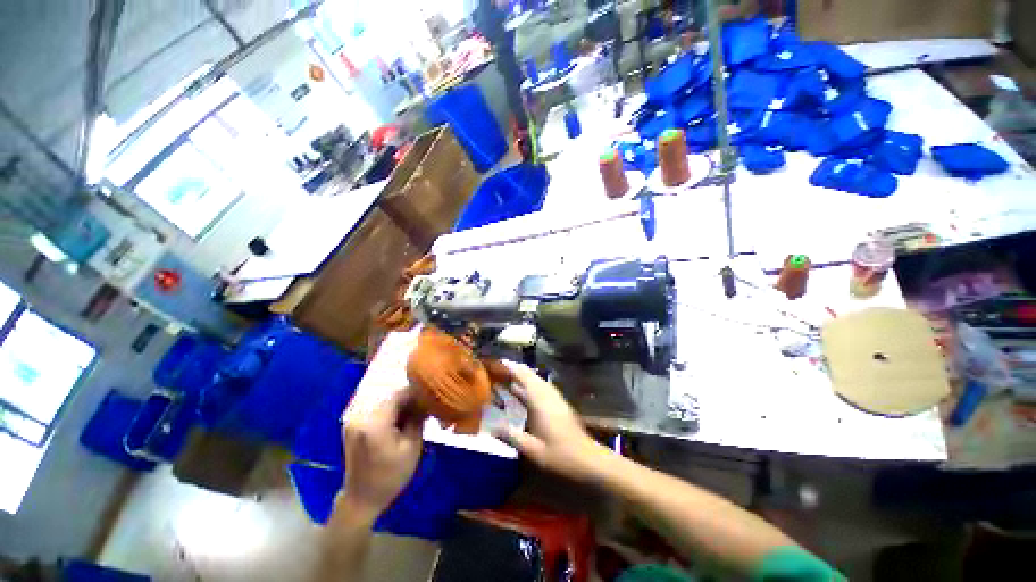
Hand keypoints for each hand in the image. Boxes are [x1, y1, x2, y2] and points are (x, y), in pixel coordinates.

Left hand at [341, 389, 425, 520]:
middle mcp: (360, 415)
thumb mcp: (412, 447)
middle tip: (424, 407)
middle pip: (390, 395)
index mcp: (374, 422)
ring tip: (414, 414)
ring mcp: (354, 418)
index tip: (430, 398)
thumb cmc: (390, 476)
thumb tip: (425, 400)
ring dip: (400, 403)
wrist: (361, 498)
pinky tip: (400, 420)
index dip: (416, 393)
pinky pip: (376, 407)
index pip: (399, 394)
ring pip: (383, 399)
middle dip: (408, 398)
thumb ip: (417, 419)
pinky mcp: (353, 422)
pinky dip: (390, 409)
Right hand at [495, 361, 610, 481]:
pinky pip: (541, 387)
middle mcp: (547, 394)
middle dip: (515, 370)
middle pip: (530, 375)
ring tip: (507, 376)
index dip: (511, 368)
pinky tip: (523, 391)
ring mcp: (555, 397)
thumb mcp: (531, 449)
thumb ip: (511, 436)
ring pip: (536, 380)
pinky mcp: (559, 403)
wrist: (587, 459)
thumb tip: (492, 427)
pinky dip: (530, 384)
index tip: (497, 362)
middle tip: (498, 369)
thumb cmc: (559, 454)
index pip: (523, 376)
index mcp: (540, 400)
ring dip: (523, 376)